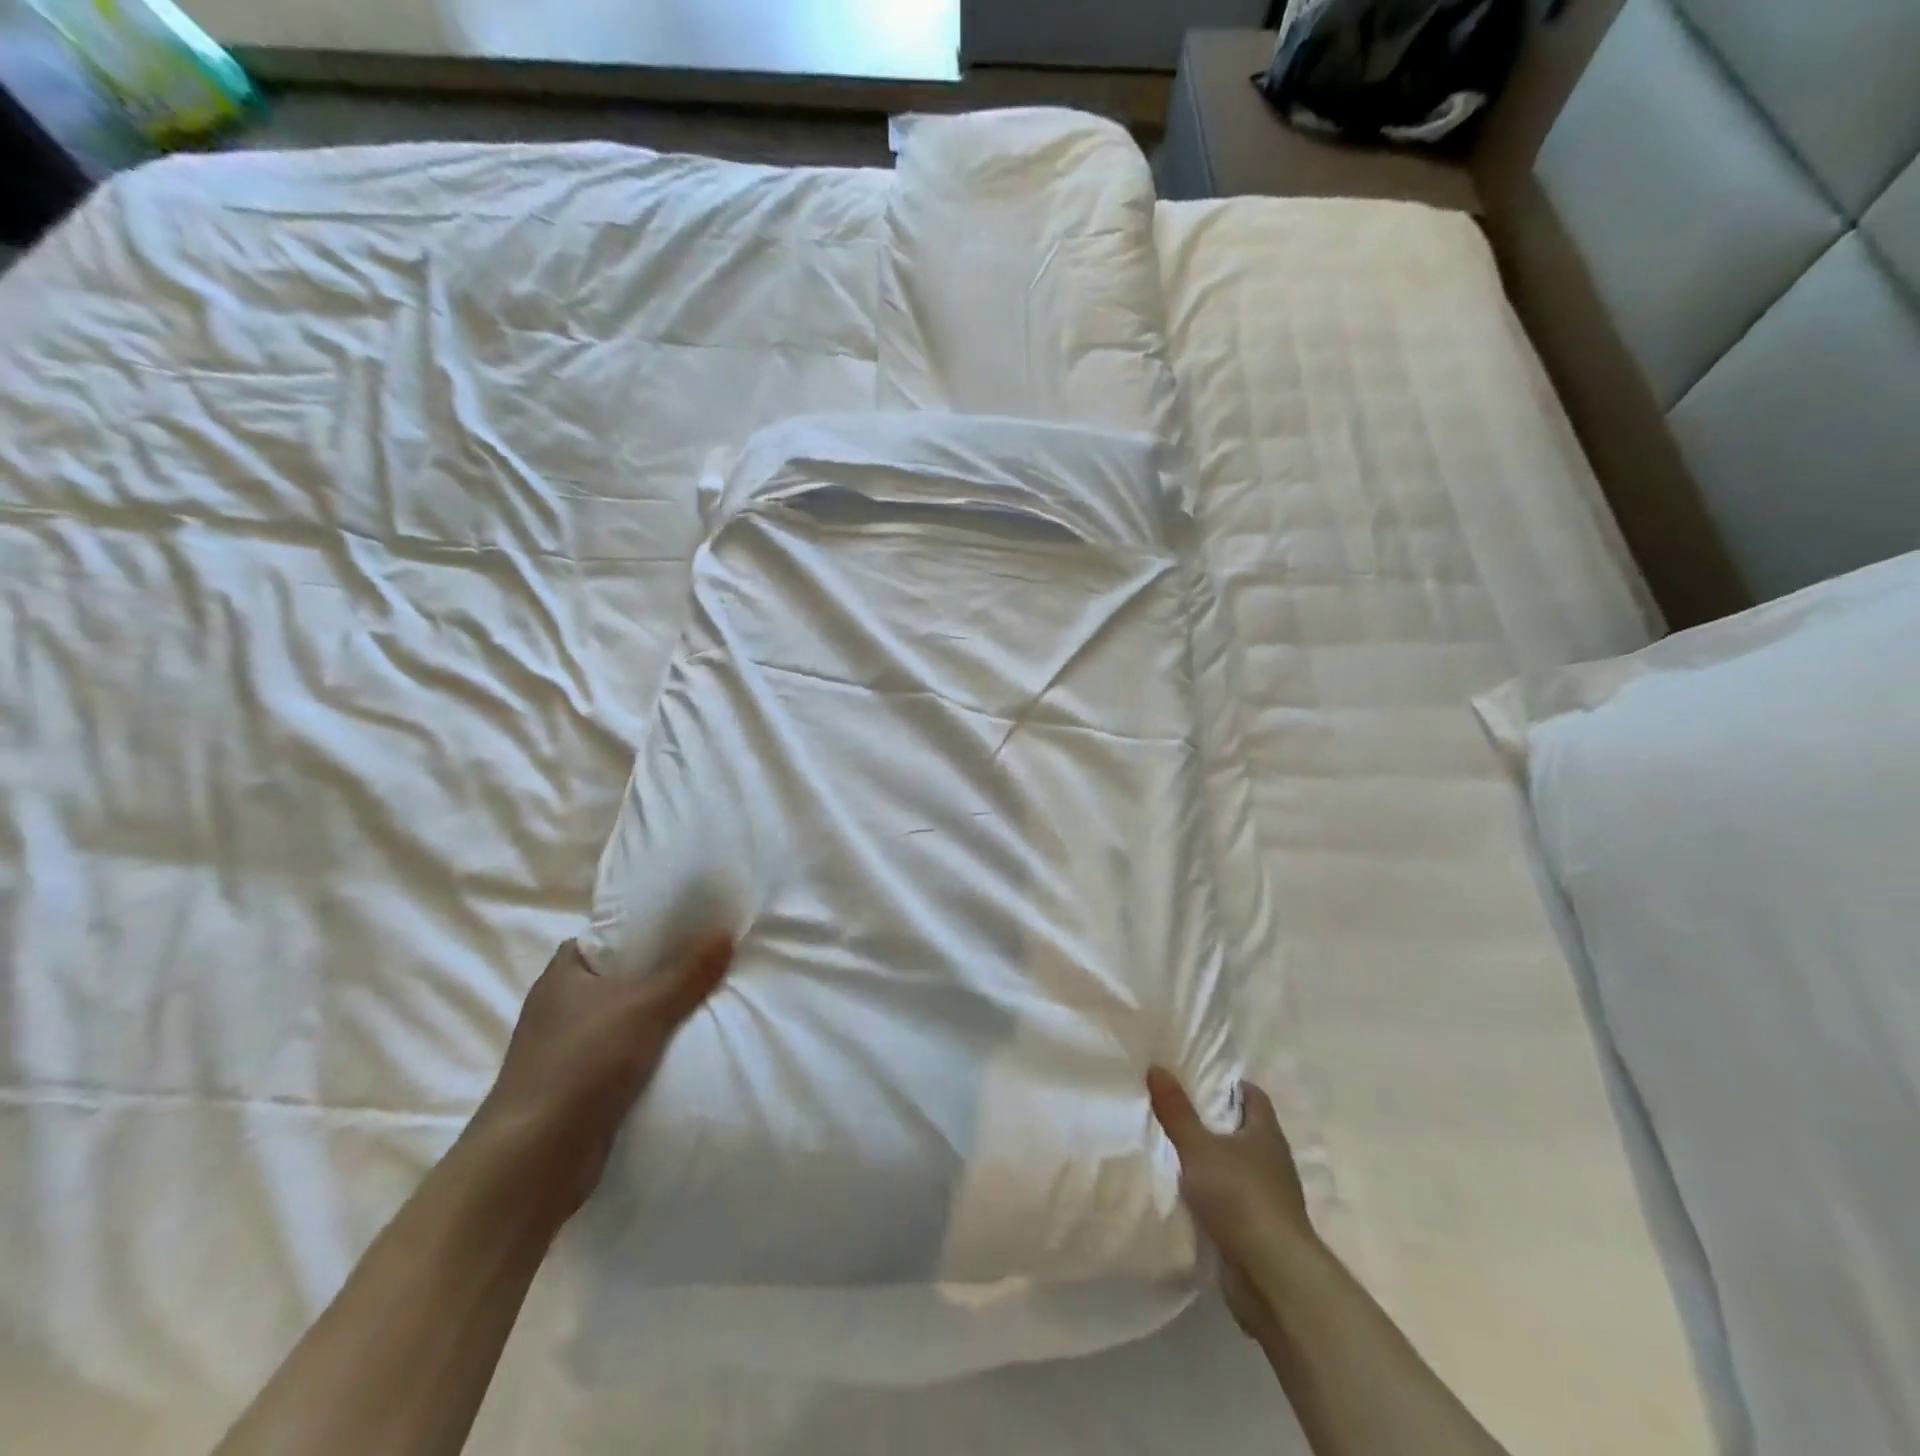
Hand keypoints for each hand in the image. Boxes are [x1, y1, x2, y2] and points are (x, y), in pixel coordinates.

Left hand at [468, 933, 733, 1228]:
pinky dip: (653, 1051)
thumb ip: (687, 972)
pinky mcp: (581, 1086)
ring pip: (628, 1018)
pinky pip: (628, 1054)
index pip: (609, 936)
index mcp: (563, 975)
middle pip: (624, 976)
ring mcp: (570, 1048)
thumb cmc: (579, 1066)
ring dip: (661, 1015)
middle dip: (664, 971)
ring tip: (712, 999)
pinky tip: (689, 1047)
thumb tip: (725, 932)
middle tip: (712, 959)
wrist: (532, 1163)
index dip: (647, 929)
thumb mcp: (643, 1008)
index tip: (689, 926)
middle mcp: (562, 1007)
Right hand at [1148, 1065, 1315, 1339]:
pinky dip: (1213, 1196)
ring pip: (1238, 1168)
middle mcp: (1273, 1162)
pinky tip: (1187, 1194)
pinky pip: (1232, 1201)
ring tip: (1175, 1150)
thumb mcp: (1199, 1147)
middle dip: (1215, 1122)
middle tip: (1177, 1110)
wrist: (1272, 1276)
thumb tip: (1157, 1067)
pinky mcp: (1259, 1230)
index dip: (1229, 1085)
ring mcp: (1269, 1198)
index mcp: (1266, 1134)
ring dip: (1213, 1162)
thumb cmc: (1240, 1197)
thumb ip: (1176, 1110)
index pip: (1253, 1096)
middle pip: (1245, 1131)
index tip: (1199, 1079)